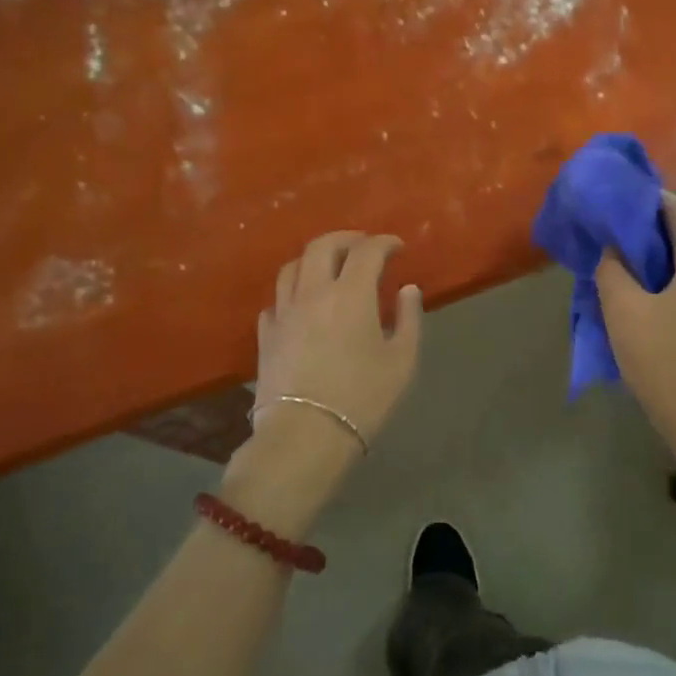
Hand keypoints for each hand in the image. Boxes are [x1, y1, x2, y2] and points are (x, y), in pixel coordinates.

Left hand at [222, 231, 422, 537]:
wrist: (305, 436)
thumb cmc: (362, 398)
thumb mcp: (402, 361)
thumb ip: (409, 319)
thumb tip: (407, 289)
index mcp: (350, 294)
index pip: (367, 251)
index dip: (384, 242)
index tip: (397, 247)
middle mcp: (313, 292)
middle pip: (323, 246)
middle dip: (346, 238)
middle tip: (363, 246)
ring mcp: (284, 312)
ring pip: (293, 266)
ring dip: (315, 259)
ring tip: (330, 268)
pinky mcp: (266, 335)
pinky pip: (277, 300)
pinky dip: (293, 292)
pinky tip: (302, 305)